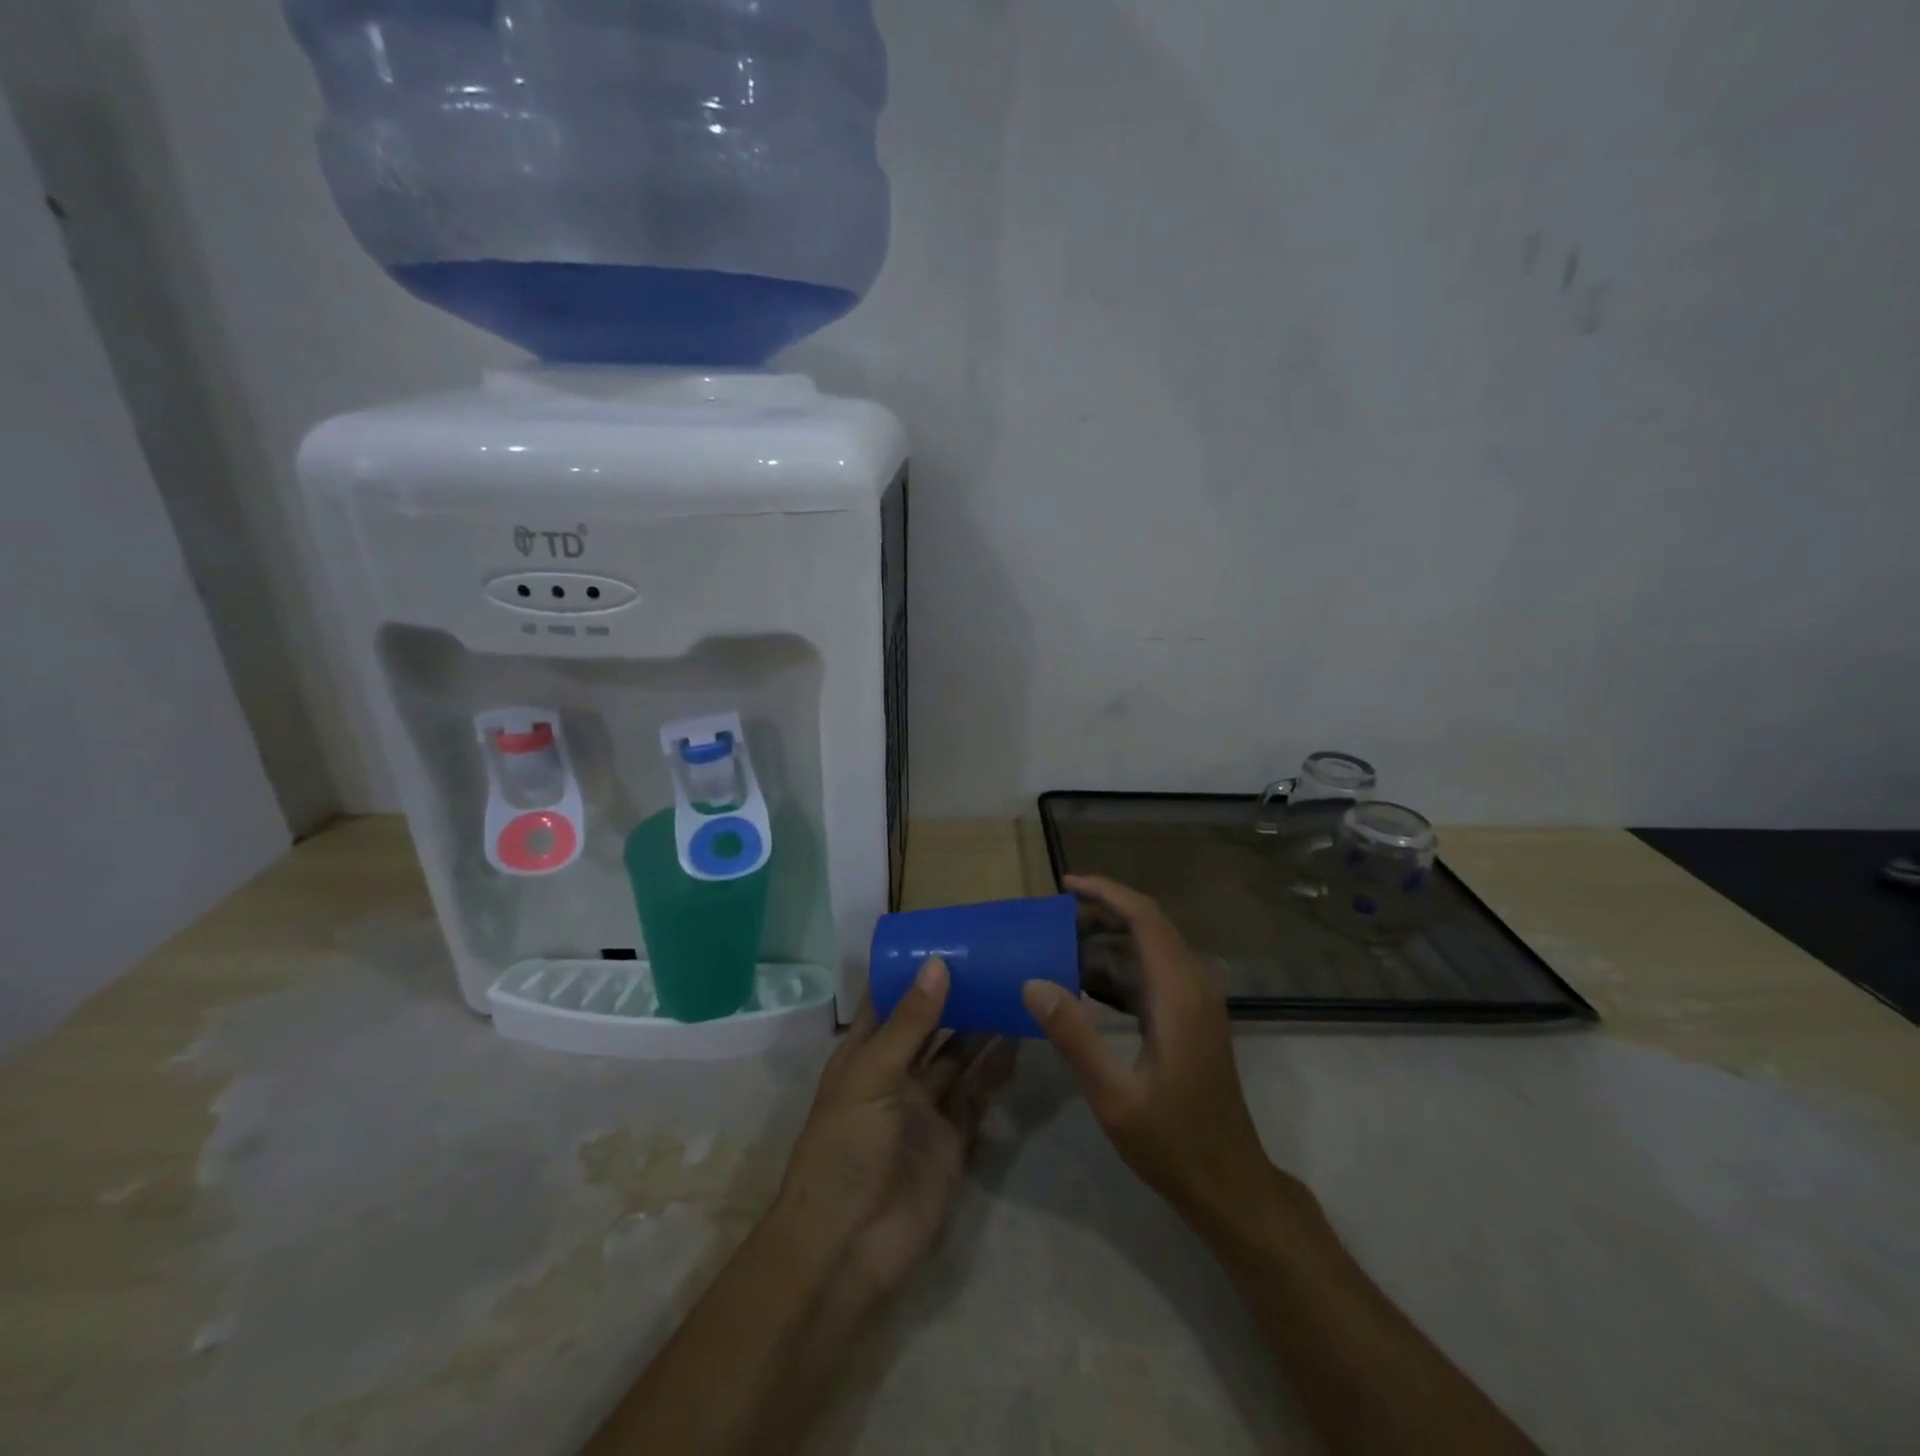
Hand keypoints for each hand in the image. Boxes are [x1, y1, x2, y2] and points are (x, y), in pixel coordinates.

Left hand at [775, 959, 1017, 1300]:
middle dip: (955, 998)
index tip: (948, 939)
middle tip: (994, 962)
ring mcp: (924, 1109)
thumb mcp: (872, 1076)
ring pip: (957, 1058)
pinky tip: (1016, 1044)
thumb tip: (937, 963)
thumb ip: (910, 1023)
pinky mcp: (951, 1141)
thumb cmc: (845, 1148)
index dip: (912, 973)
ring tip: (1012, 993)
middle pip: (929, 1027)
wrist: (847, 1247)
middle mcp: (895, 1075)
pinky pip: (976, 1097)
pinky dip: (994, 1073)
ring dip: (980, 1030)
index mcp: (863, 1054)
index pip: (888, 1002)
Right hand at [1022, 876, 1271, 1223]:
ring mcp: (1196, 1002)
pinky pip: (1152, 974)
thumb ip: (1074, 1035)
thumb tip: (1033, 982)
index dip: (1106, 893)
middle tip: (1053, 916)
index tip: (1064, 885)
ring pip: (1150, 948)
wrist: (1230, 1185)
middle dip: (1102, 912)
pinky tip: (1083, 985)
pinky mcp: (1191, 1018)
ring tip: (1059, 944)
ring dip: (1107, 940)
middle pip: (1148, 925)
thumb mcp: (1114, 1095)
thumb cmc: (1173, 1142)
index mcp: (1179, 994)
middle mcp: (1193, 986)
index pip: (1145, 918)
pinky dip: (1117, 970)